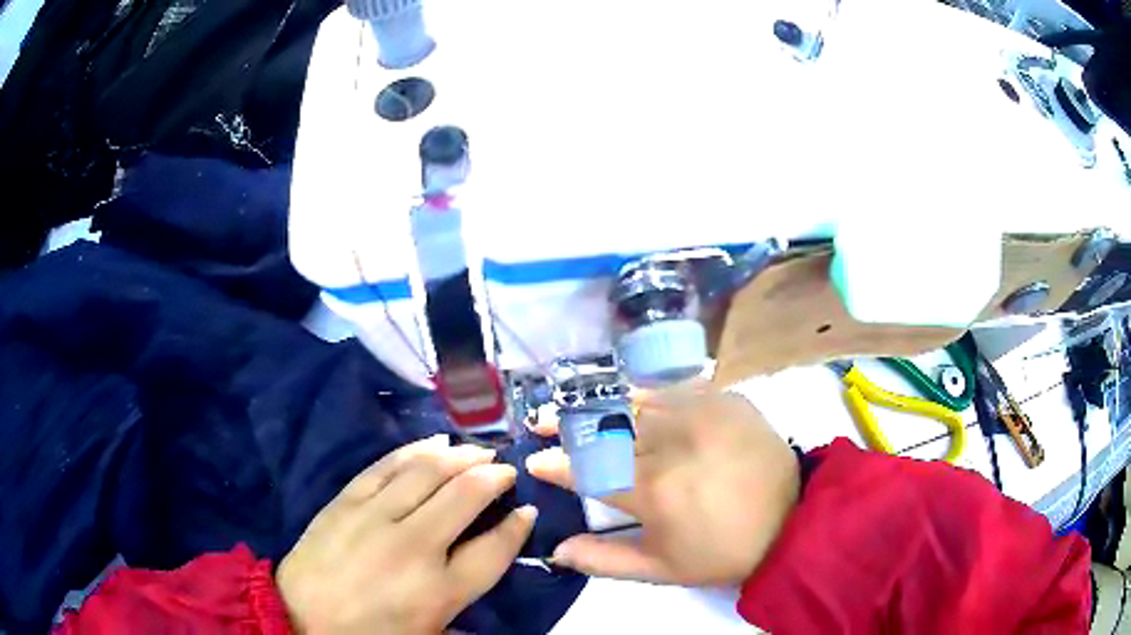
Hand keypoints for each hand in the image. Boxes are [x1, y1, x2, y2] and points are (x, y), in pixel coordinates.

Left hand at [277, 435, 536, 634]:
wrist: (301, 618)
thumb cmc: (370, 633)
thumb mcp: (429, 634)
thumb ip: (465, 607)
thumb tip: (487, 571)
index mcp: (440, 590)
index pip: (495, 549)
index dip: (517, 527)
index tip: (527, 510)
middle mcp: (414, 547)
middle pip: (466, 496)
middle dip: (494, 477)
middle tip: (506, 469)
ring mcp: (376, 517)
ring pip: (428, 472)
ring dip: (461, 456)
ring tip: (478, 452)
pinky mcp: (347, 501)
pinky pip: (387, 466)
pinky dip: (415, 450)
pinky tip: (434, 443)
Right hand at [527, 381, 798, 585]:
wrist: (794, 521)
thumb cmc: (724, 552)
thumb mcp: (664, 570)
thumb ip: (606, 560)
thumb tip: (557, 550)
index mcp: (655, 491)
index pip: (588, 471)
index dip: (556, 465)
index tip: (534, 461)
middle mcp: (673, 443)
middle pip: (606, 426)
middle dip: (566, 424)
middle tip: (541, 421)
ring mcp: (703, 413)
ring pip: (638, 399)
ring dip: (600, 401)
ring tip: (575, 400)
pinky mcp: (727, 399)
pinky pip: (678, 388)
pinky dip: (648, 393)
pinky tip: (632, 395)